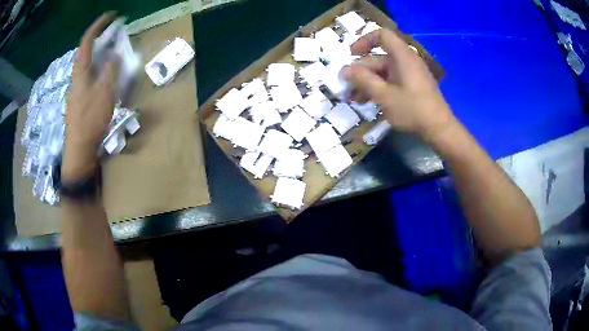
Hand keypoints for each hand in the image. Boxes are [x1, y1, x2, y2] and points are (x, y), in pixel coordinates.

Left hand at [63, 13, 117, 181]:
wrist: (79, 149)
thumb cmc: (90, 119)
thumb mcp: (105, 92)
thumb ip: (111, 69)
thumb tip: (114, 54)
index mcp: (81, 71)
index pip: (87, 41)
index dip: (98, 25)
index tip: (111, 16)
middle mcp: (77, 76)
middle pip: (87, 51)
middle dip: (101, 39)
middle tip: (115, 36)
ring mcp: (78, 88)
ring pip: (89, 64)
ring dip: (101, 55)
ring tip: (114, 54)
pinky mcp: (80, 99)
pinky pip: (91, 76)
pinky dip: (100, 69)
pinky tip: (107, 76)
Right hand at [342, 29, 455, 141]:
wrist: (439, 129)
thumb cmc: (412, 109)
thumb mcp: (384, 95)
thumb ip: (363, 80)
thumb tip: (344, 70)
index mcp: (402, 56)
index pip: (381, 35)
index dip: (364, 41)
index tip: (351, 54)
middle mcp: (406, 60)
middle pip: (379, 58)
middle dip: (361, 71)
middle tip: (347, 87)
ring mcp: (411, 73)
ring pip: (384, 72)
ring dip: (368, 82)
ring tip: (354, 99)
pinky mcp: (413, 85)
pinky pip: (392, 80)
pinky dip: (380, 87)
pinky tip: (368, 101)